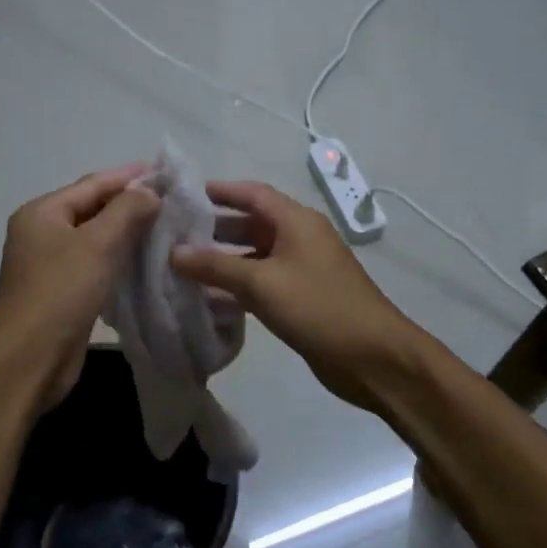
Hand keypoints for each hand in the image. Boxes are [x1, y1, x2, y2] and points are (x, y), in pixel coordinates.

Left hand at [0, 165, 160, 411]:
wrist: (28, 360)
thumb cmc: (59, 293)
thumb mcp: (96, 244)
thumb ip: (126, 211)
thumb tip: (150, 191)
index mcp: (41, 213)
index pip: (92, 184)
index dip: (129, 176)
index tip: (166, 172)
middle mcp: (42, 233)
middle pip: (92, 209)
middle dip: (130, 204)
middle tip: (172, 200)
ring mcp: (51, 265)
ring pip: (96, 239)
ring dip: (128, 232)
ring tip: (167, 227)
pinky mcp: (63, 292)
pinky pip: (96, 265)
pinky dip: (120, 259)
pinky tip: (147, 261)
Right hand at [171, 181, 425, 414]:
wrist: (372, 356)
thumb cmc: (318, 307)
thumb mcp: (261, 283)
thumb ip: (215, 266)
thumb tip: (173, 252)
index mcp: (296, 221)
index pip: (253, 193)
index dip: (220, 191)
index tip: (184, 194)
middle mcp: (300, 238)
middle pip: (252, 222)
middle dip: (215, 227)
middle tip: (175, 234)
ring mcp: (303, 269)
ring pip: (255, 255)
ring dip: (224, 259)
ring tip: (184, 265)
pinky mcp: (302, 298)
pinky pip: (263, 282)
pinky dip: (238, 285)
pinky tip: (210, 298)